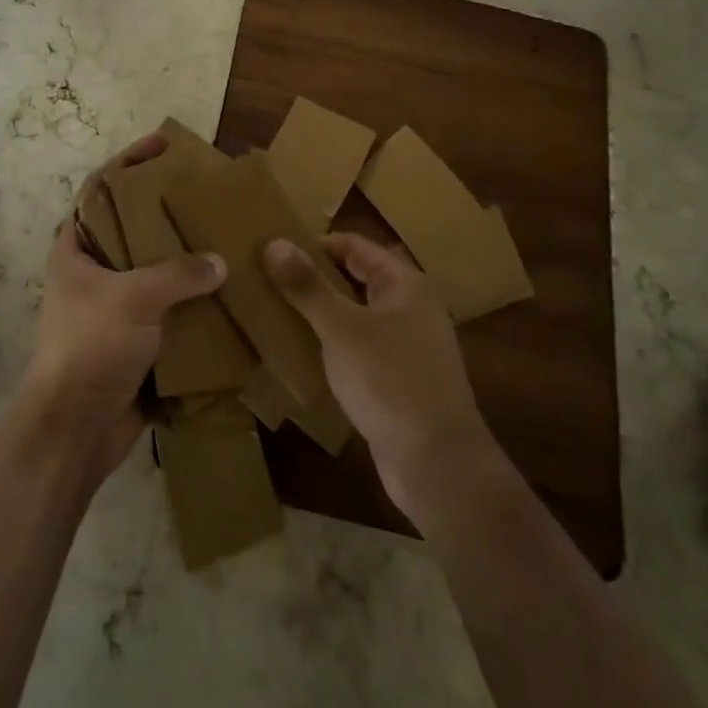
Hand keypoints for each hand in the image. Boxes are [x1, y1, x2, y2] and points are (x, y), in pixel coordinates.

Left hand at [16, 134, 225, 478]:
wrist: (76, 431)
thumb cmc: (91, 348)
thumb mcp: (133, 299)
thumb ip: (178, 273)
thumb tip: (219, 261)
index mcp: (76, 249)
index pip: (100, 188)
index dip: (129, 162)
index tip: (164, 144)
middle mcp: (94, 271)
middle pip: (132, 227)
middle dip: (167, 211)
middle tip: (206, 194)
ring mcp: (115, 306)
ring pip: (155, 268)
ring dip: (186, 258)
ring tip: (226, 237)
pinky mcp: (136, 338)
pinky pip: (170, 307)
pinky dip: (194, 300)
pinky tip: (228, 290)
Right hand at [264, 233, 497, 519]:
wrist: (438, 466)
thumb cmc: (390, 382)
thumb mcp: (341, 329)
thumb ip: (307, 286)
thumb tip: (274, 242)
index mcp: (405, 284)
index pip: (353, 245)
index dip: (314, 245)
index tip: (273, 252)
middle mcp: (411, 307)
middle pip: (356, 278)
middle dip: (315, 279)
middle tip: (269, 281)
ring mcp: (409, 346)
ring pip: (357, 315)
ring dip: (322, 314)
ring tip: (277, 313)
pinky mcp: (401, 380)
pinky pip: (361, 348)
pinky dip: (335, 345)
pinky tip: (305, 354)